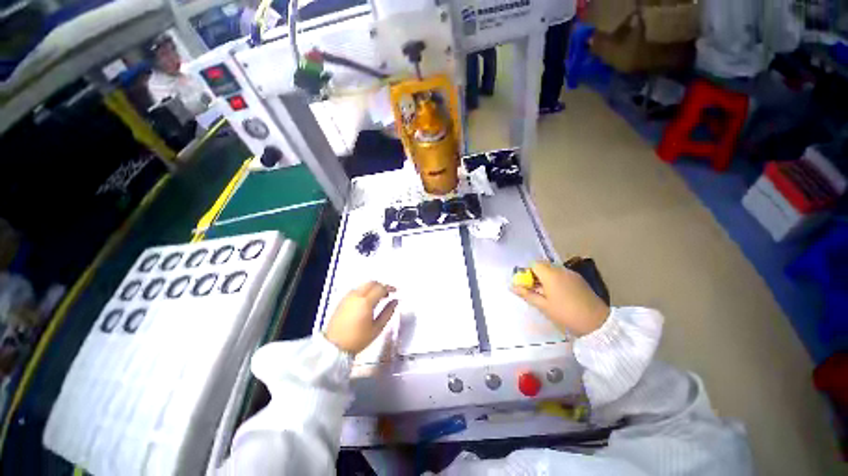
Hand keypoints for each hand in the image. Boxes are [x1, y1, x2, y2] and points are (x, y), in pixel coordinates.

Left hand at [324, 281, 398, 354]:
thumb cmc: (358, 339)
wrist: (334, 346)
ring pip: (363, 285)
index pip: (380, 288)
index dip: (389, 288)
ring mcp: (348, 297)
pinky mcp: (342, 300)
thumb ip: (388, 312)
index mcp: (366, 302)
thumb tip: (395, 301)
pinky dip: (364, 290)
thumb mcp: (377, 328)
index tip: (395, 291)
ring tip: (378, 296)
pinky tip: (367, 299)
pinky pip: (356, 289)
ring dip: (372, 287)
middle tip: (387, 293)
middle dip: (381, 285)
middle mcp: (356, 295)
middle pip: (372, 283)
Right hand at [512, 261, 609, 336]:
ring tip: (546, 295)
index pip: (534, 263)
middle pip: (543, 265)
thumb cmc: (566, 314)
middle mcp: (561, 270)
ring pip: (552, 270)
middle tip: (534, 291)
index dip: (527, 272)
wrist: (597, 323)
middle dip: (535, 275)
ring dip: (545, 278)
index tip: (527, 285)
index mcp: (550, 274)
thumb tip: (512, 286)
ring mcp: (571, 274)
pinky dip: (555, 280)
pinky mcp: (579, 280)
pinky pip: (561, 275)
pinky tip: (558, 295)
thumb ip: (526, 294)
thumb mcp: (543, 306)